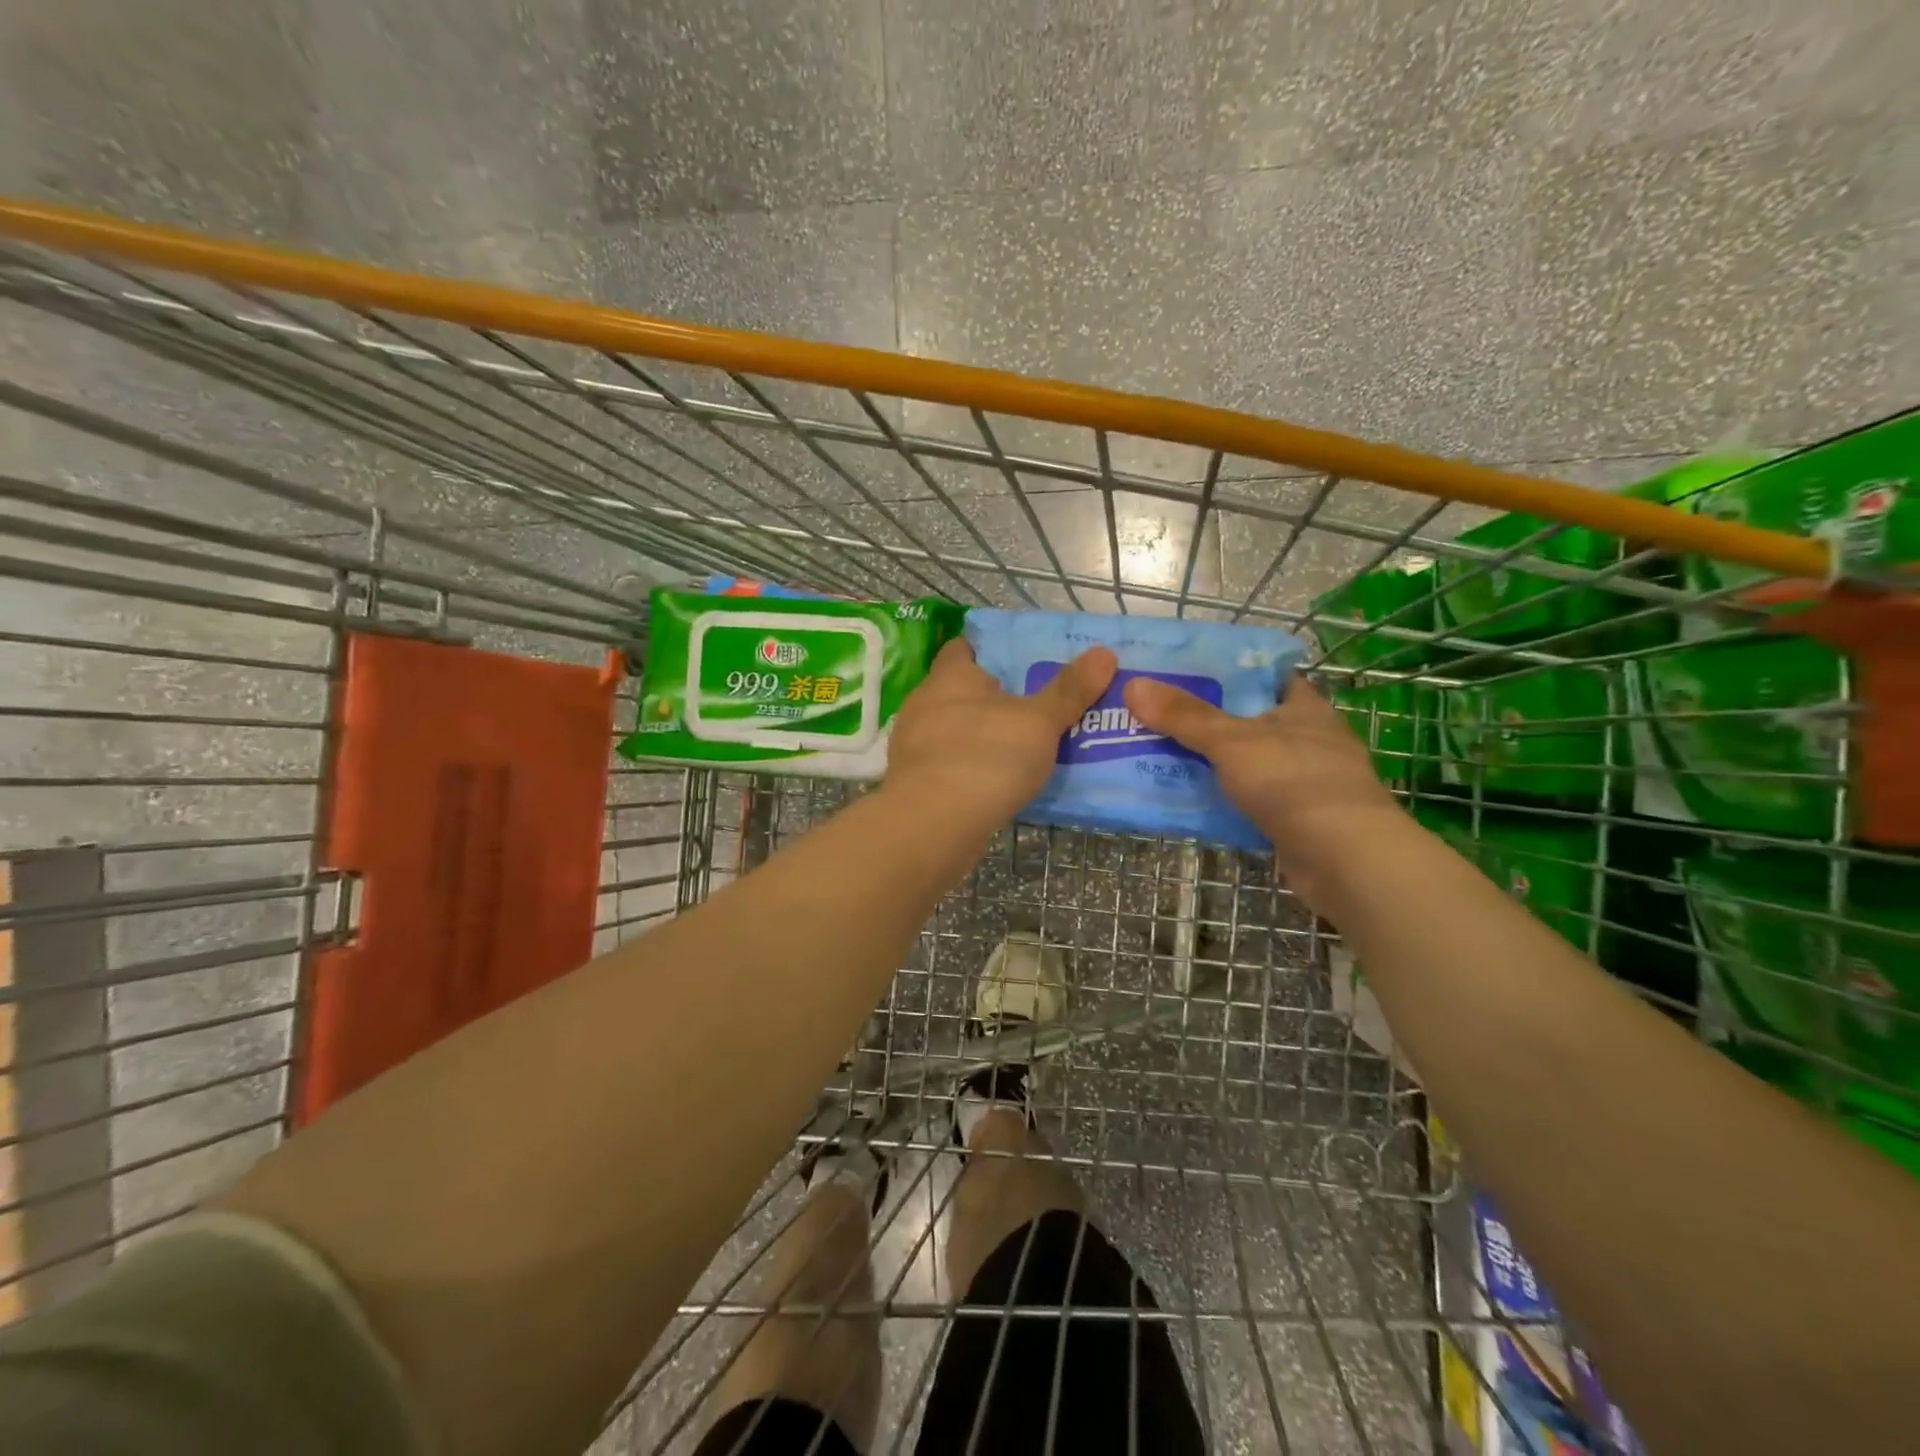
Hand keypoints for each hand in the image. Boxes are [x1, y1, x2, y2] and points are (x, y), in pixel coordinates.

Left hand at [886, 640, 1116, 824]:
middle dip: (992, 697)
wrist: (932, 826)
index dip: (989, 651)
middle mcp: (925, 703)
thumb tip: (1104, 652)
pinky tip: (996, 783)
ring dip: (981, 735)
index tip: (1020, 661)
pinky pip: (948, 764)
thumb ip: (1069, 690)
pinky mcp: (914, 782)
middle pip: (960, 690)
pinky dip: (970, 768)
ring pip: (954, 729)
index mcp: (950, 676)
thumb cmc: (986, 757)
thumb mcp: (1038, 722)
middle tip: (1034, 706)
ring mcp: (915, 745)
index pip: (963, 648)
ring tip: (1021, 747)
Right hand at [1124, 674, 1410, 902]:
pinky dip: (1224, 800)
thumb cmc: (1293, 782)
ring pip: (1249, 764)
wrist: (1344, 860)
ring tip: (1161, 756)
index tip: (1188, 674)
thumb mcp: (1231, 741)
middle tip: (1159, 716)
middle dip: (1209, 721)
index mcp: (1304, 709)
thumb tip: (1134, 684)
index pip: (1268, 678)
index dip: (1231, 673)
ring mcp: (1306, 784)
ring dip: (1214, 764)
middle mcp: (1310, 741)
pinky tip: (1189, 801)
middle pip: (1252, 722)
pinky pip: (1251, 801)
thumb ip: (1184, 716)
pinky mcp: (1298, 821)